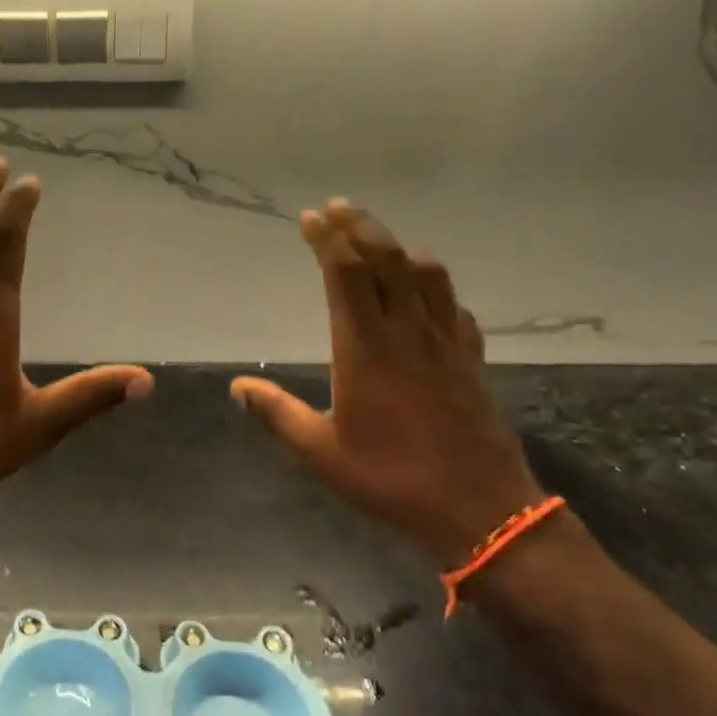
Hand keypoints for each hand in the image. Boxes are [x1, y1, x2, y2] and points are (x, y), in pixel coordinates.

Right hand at [231, 201, 542, 565]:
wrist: (479, 508)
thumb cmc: (390, 478)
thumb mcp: (319, 452)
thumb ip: (275, 413)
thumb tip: (237, 386)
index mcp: (365, 347)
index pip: (345, 274)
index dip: (327, 240)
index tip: (310, 218)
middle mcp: (406, 331)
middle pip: (386, 260)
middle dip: (360, 227)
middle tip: (339, 207)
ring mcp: (444, 342)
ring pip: (426, 274)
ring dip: (399, 247)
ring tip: (379, 239)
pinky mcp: (470, 359)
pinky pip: (453, 306)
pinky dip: (435, 287)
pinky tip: (427, 294)